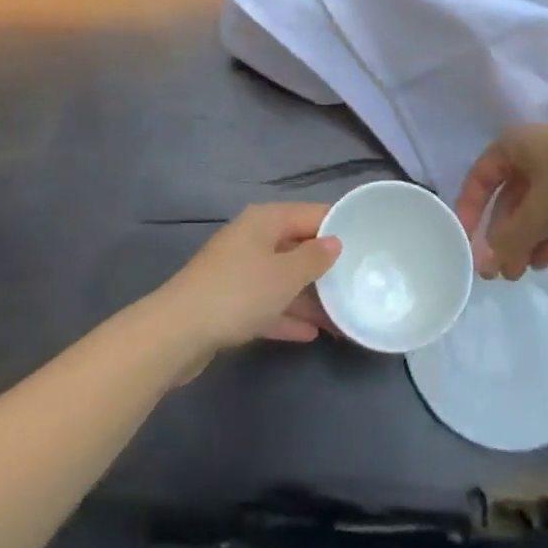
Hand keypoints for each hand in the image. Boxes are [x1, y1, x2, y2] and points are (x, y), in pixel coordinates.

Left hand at [158, 204, 342, 361]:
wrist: (178, 333)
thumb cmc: (238, 293)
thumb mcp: (285, 275)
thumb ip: (314, 258)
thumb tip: (334, 242)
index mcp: (266, 220)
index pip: (312, 214)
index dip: (339, 226)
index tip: (369, 242)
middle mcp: (253, 238)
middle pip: (297, 246)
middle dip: (326, 267)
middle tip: (359, 283)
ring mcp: (239, 270)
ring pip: (283, 278)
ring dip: (310, 296)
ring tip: (343, 316)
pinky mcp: (230, 303)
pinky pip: (267, 303)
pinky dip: (287, 314)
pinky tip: (312, 333)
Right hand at [456, 124, 547, 278]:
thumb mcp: (537, 214)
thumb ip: (507, 239)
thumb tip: (484, 263)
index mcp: (513, 145)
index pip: (480, 178)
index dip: (469, 211)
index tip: (465, 244)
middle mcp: (533, 152)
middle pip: (508, 198)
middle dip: (502, 235)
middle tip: (497, 270)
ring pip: (533, 208)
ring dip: (524, 240)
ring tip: (520, 273)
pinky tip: (545, 262)